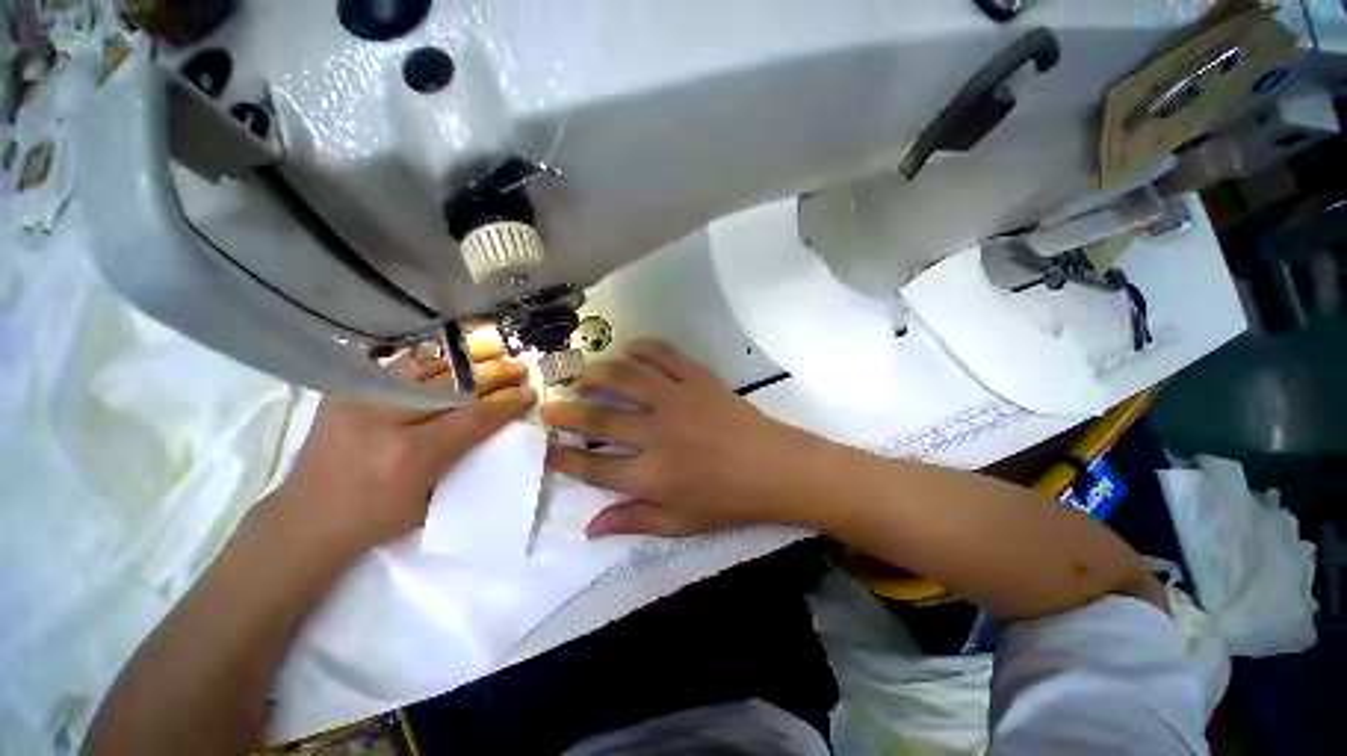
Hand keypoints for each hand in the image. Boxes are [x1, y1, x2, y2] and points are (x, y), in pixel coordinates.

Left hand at [270, 339, 534, 556]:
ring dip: (466, 356)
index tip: (528, 392)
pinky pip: (397, 364)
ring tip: (492, 347)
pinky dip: (430, 356)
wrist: (305, 520)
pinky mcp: (346, 391)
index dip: (507, 402)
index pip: (474, 417)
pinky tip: (451, 353)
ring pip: (427, 365)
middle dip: (494, 373)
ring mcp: (361, 399)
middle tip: (519, 366)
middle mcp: (386, 419)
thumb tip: (496, 425)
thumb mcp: (431, 500)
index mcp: (411, 455)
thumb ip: (463, 458)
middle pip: (454, 385)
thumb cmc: (376, 520)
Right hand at [541, 340, 823, 537]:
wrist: (774, 468)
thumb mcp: (681, 523)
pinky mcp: (698, 379)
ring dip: (598, 375)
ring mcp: (677, 400)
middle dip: (567, 414)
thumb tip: (589, 527)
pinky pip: (664, 355)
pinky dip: (642, 348)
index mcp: (652, 475)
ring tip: (583, 376)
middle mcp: (657, 434)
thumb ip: (634, 521)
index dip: (565, 460)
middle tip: (549, 407)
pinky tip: (627, 348)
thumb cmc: (729, 500)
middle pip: (600, 420)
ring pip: (626, 379)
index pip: (595, 468)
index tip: (547, 451)